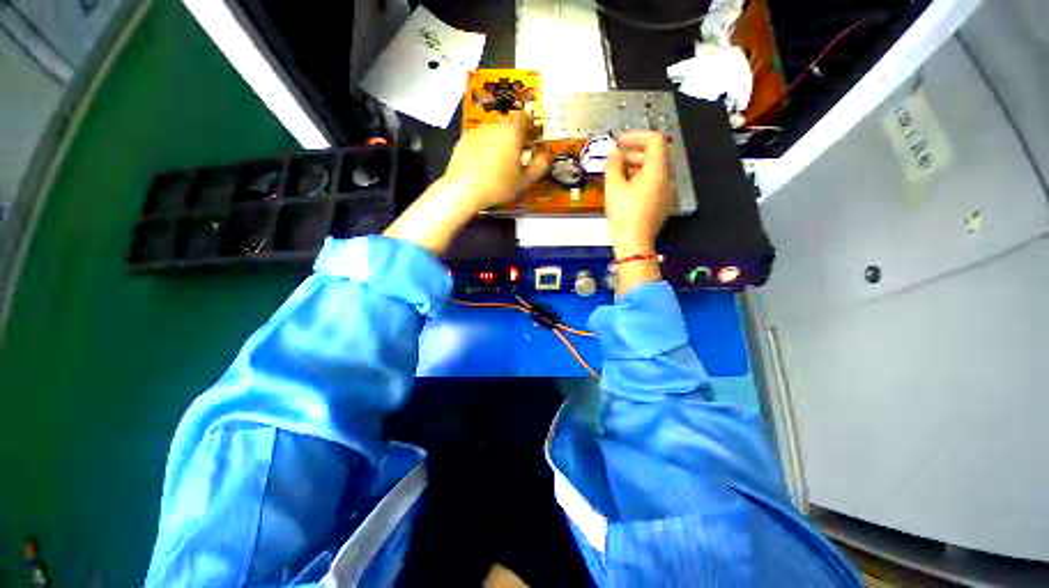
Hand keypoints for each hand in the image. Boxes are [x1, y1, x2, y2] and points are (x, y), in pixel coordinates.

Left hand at [384, 112, 547, 253]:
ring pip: (492, 130)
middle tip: (520, 148)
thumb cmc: (497, 185)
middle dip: (515, 133)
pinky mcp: (463, 140)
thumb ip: (539, 165)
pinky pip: (479, 138)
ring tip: (501, 156)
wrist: (461, 190)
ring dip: (499, 138)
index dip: (530, 124)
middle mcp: (493, 126)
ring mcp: (476, 132)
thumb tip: (545, 156)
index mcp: (511, 131)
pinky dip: (484, 144)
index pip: (524, 116)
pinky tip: (484, 161)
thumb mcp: (524, 180)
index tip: (533, 134)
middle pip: (508, 123)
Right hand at [604, 132, 673, 294]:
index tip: (620, 142)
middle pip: (654, 155)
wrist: (635, 244)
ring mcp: (667, 192)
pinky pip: (654, 182)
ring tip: (616, 172)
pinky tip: (624, 186)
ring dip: (635, 165)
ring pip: (653, 169)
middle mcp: (667, 179)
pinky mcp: (663, 203)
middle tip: (614, 158)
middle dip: (633, 152)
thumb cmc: (625, 214)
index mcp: (658, 171)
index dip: (636, 136)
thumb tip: (614, 153)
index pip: (655, 140)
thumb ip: (613, 163)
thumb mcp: (613, 185)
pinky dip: (640, 178)